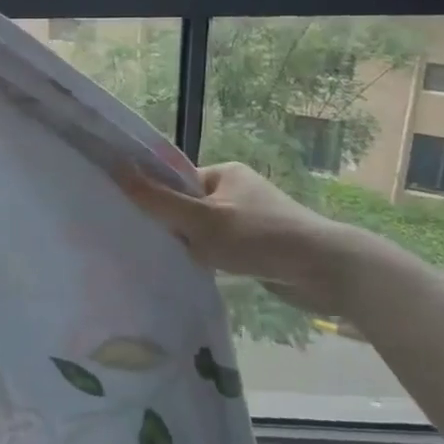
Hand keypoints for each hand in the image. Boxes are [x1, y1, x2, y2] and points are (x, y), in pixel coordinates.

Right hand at [121, 161, 383, 321]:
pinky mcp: (261, 247)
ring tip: (176, 263)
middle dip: (174, 227)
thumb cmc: (260, 237)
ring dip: (193, 247)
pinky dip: (212, 261)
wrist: (327, 271)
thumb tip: (116, 169)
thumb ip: (158, 200)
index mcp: (225, 173)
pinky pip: (223, 250)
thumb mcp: (202, 219)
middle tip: (153, 246)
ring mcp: (251, 220)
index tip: (137, 220)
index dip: (157, 198)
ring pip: (205, 232)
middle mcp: (238, 191)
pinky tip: (201, 275)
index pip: (176, 181)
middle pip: (189, 207)